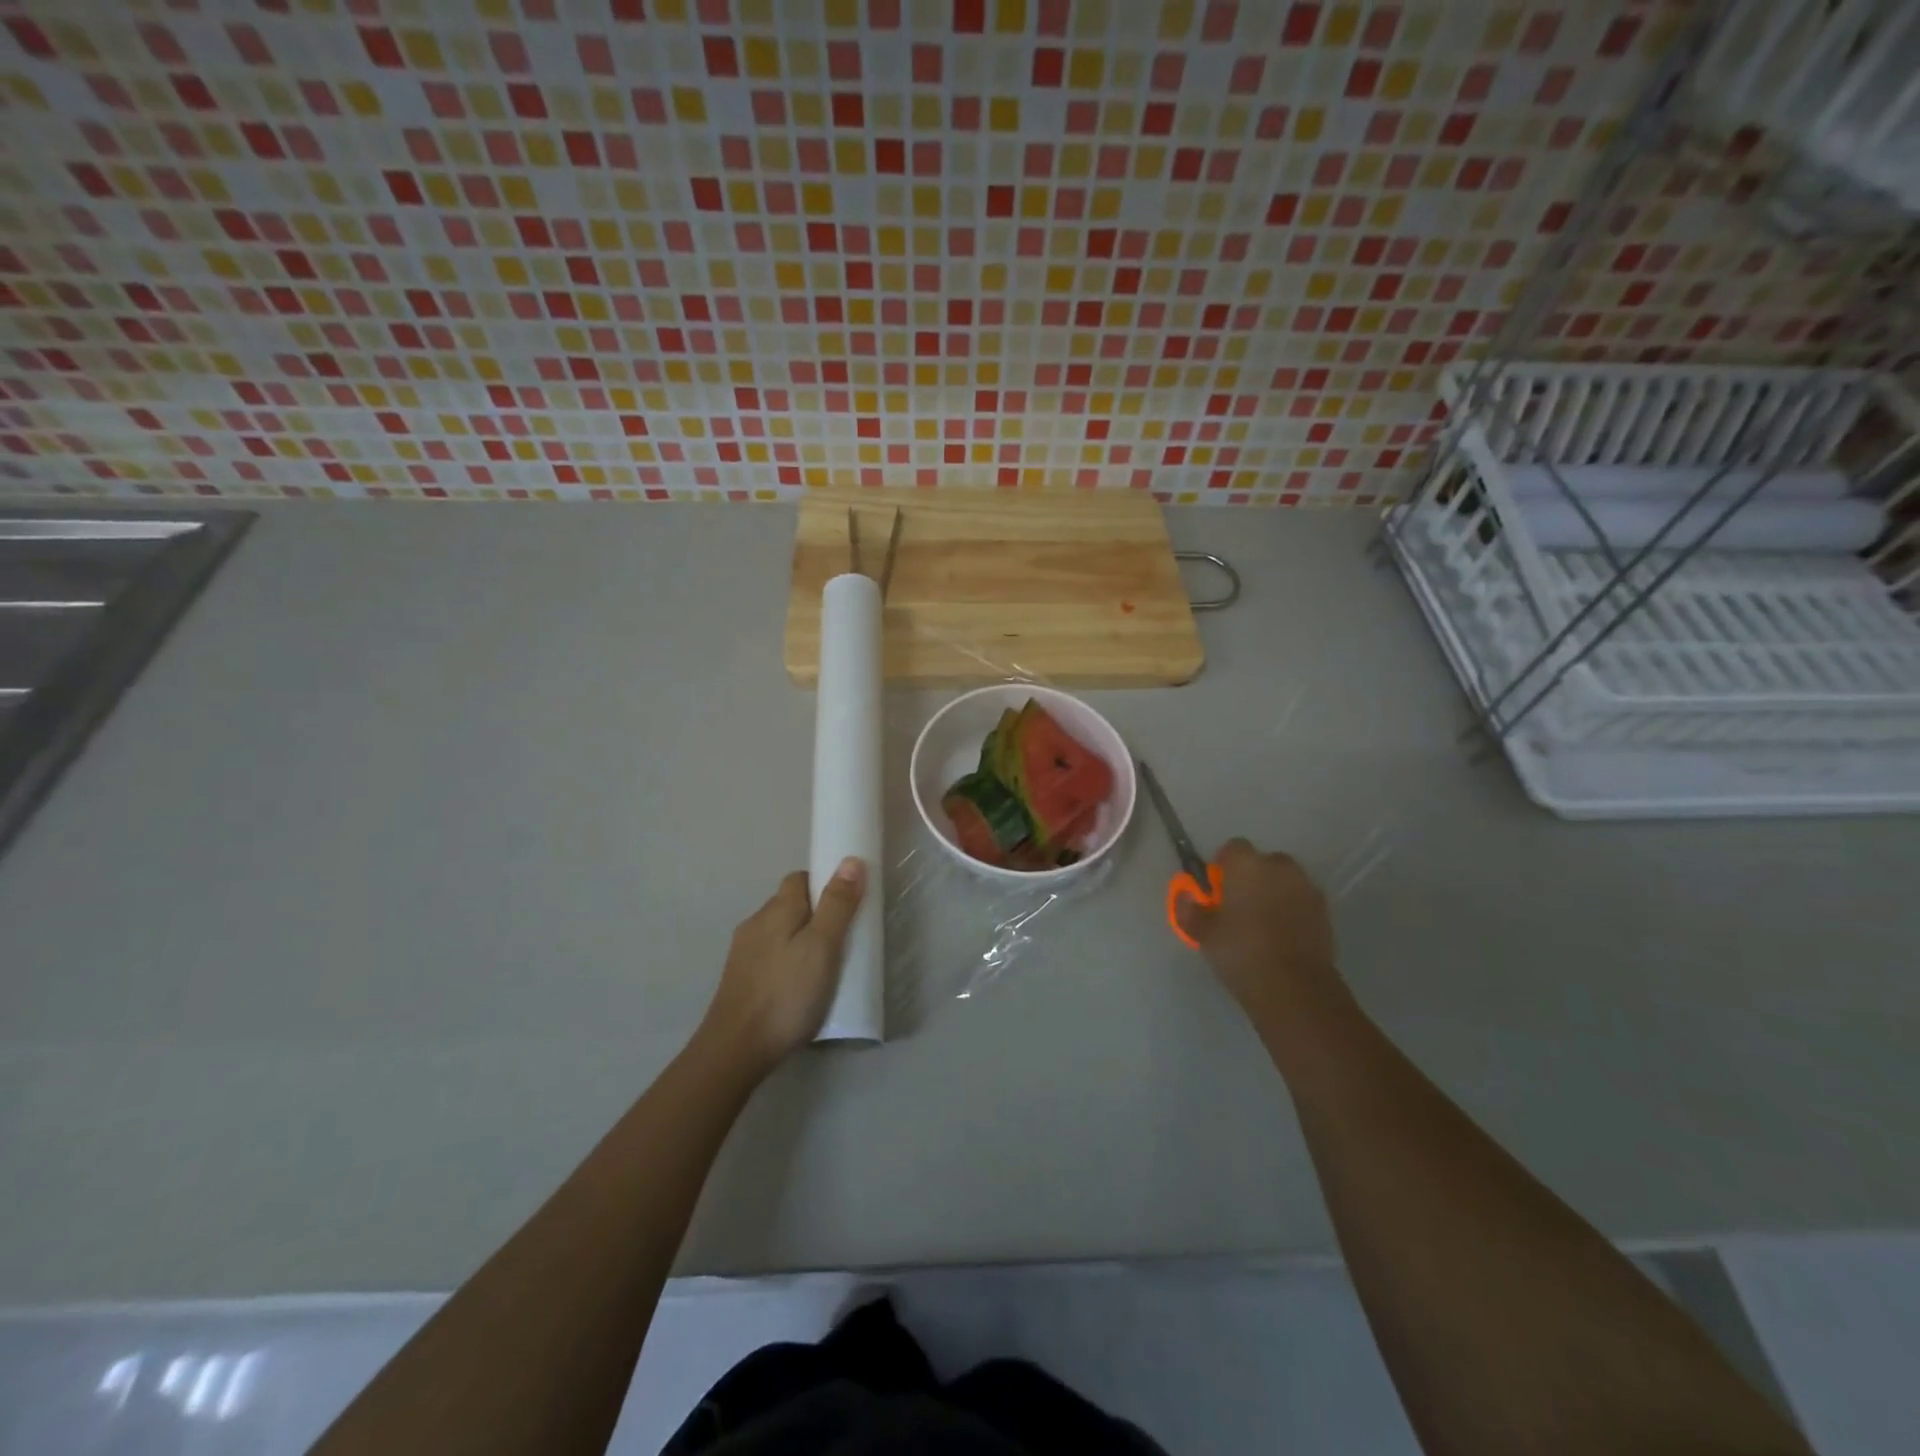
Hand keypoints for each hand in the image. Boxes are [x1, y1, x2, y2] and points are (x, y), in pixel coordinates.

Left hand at [701, 858, 866, 1072]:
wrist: (735, 1049)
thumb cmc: (786, 994)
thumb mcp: (823, 947)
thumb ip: (837, 904)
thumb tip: (851, 860)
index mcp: (777, 909)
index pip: (800, 878)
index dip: (824, 884)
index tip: (848, 905)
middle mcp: (756, 923)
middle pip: (790, 905)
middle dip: (817, 914)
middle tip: (843, 939)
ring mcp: (744, 953)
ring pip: (780, 933)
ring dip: (802, 940)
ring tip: (826, 967)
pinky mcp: (740, 980)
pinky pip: (771, 957)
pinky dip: (789, 962)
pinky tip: (800, 988)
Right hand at [1176, 839, 1340, 1015]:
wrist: (1294, 987)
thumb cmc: (1241, 950)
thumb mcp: (1203, 933)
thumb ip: (1189, 910)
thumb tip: (1186, 898)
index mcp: (1247, 864)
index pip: (1233, 848)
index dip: (1224, 866)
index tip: (1217, 890)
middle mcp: (1280, 867)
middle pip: (1264, 863)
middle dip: (1253, 878)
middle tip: (1239, 908)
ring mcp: (1307, 889)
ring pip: (1286, 882)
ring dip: (1275, 894)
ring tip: (1262, 925)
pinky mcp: (1325, 913)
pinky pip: (1302, 903)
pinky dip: (1293, 912)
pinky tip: (1282, 939)